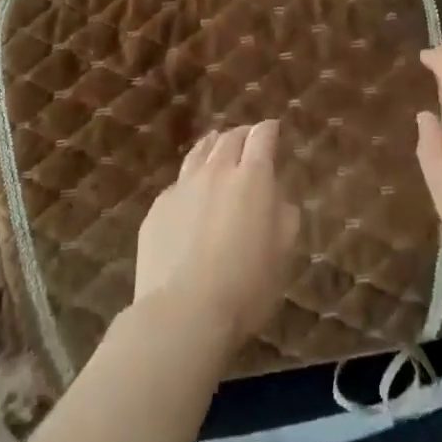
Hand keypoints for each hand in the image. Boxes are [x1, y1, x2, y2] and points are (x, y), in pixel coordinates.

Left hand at [135, 121, 301, 347]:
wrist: (183, 312)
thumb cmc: (246, 285)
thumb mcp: (283, 252)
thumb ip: (284, 215)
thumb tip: (275, 196)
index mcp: (252, 178)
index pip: (262, 137)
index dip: (269, 130)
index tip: (273, 129)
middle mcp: (216, 172)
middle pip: (229, 138)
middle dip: (242, 134)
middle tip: (249, 139)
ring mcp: (182, 188)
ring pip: (199, 153)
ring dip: (213, 146)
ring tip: (217, 147)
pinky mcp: (157, 208)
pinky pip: (178, 183)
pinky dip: (191, 180)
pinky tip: (192, 194)